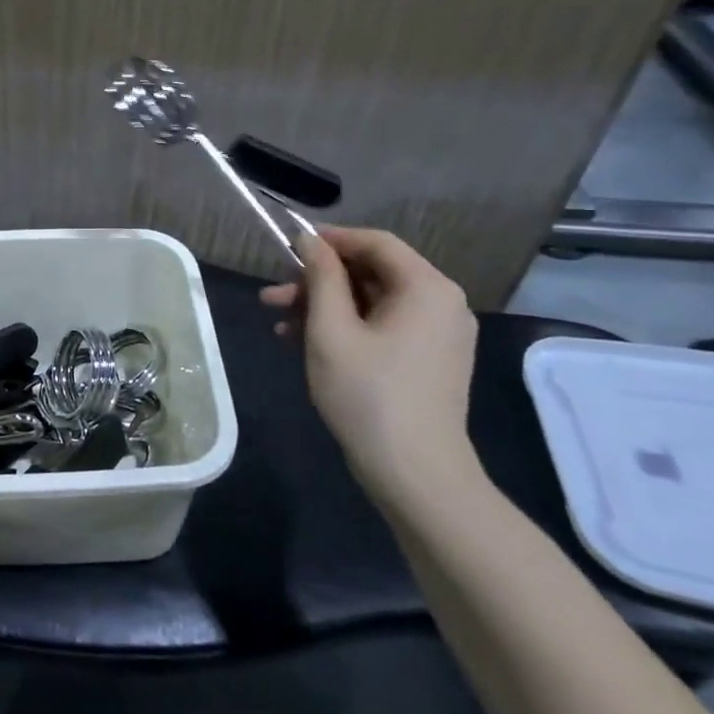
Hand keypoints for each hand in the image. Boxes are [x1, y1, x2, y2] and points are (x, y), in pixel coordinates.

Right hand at [261, 226, 481, 504]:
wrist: (415, 474)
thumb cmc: (368, 393)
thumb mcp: (331, 329)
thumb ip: (321, 277)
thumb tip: (310, 239)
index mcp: (426, 288)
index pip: (376, 242)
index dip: (330, 239)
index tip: (288, 248)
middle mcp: (442, 304)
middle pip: (372, 273)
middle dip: (318, 281)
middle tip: (272, 297)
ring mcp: (438, 335)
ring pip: (372, 302)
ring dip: (324, 307)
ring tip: (278, 323)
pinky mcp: (429, 360)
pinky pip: (383, 326)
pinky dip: (345, 328)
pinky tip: (304, 344)